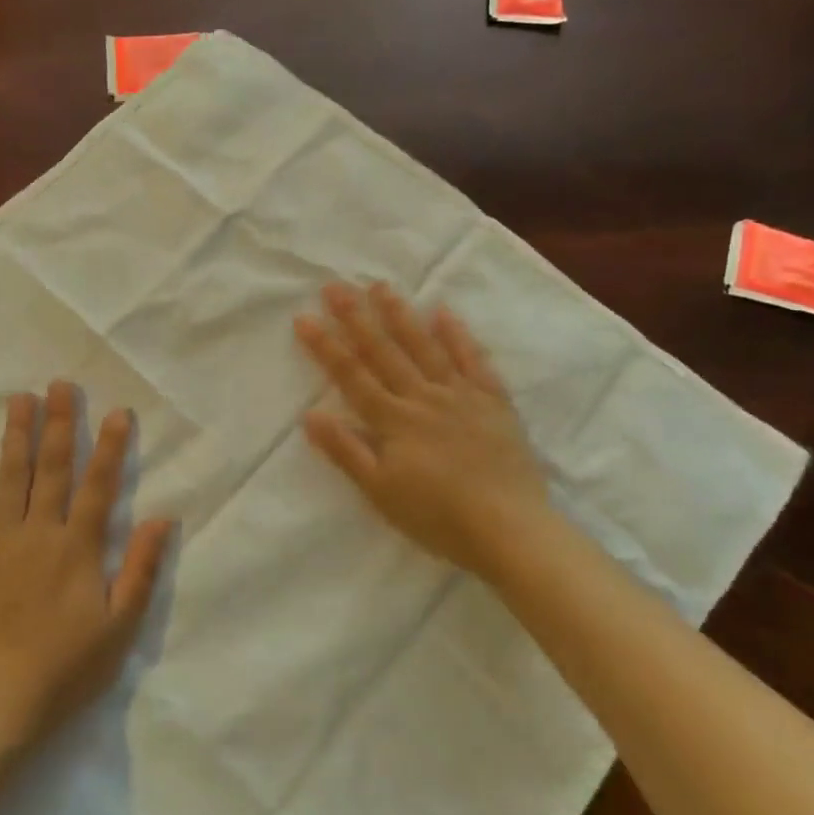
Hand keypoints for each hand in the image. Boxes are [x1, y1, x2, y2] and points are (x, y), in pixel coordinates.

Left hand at [0, 383, 171, 745]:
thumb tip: (163, 518)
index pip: (99, 486)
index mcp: (78, 549)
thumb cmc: (66, 669)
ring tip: (20, 398)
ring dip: (16, 436)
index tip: (118, 412)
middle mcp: (40, 534)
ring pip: (10, 479)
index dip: (110, 447)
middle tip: (60, 384)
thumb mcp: (119, 627)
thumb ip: (140, 569)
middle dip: (59, 424)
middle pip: (52, 470)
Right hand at [296, 282, 551, 582]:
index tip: (304, 318)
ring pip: (425, 347)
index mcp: (393, 420)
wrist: (509, 528)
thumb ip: (346, 451)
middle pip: (384, 351)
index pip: (351, 376)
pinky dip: (458, 335)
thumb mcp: (381, 492)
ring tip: (380, 287)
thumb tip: (311, 414)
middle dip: (356, 318)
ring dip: (400, 315)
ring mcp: (460, 395)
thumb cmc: (437, 517)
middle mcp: (423, 397)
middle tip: (335, 286)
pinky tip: (443, 312)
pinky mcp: (493, 400)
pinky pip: (473, 359)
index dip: (326, 347)